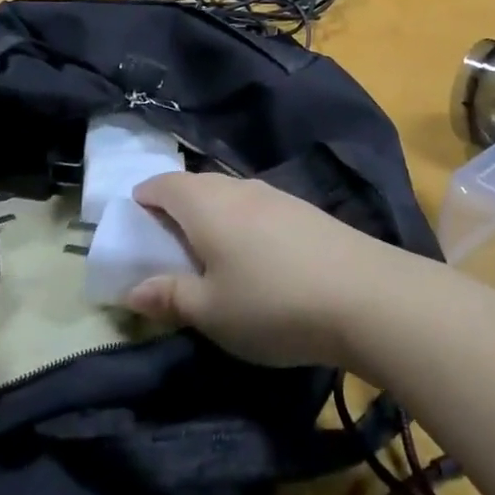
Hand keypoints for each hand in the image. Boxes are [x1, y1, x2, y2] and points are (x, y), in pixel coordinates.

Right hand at [125, 170, 412, 368]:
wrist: (361, 293)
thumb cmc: (270, 302)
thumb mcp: (210, 311)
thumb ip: (169, 296)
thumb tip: (133, 289)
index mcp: (206, 205)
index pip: (165, 184)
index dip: (145, 196)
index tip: (134, 215)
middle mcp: (239, 188)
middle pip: (198, 185)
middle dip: (176, 204)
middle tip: (166, 238)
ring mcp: (276, 195)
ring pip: (230, 194)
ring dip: (211, 212)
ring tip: (207, 249)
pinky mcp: (304, 210)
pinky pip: (257, 205)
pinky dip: (240, 221)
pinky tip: (252, 252)